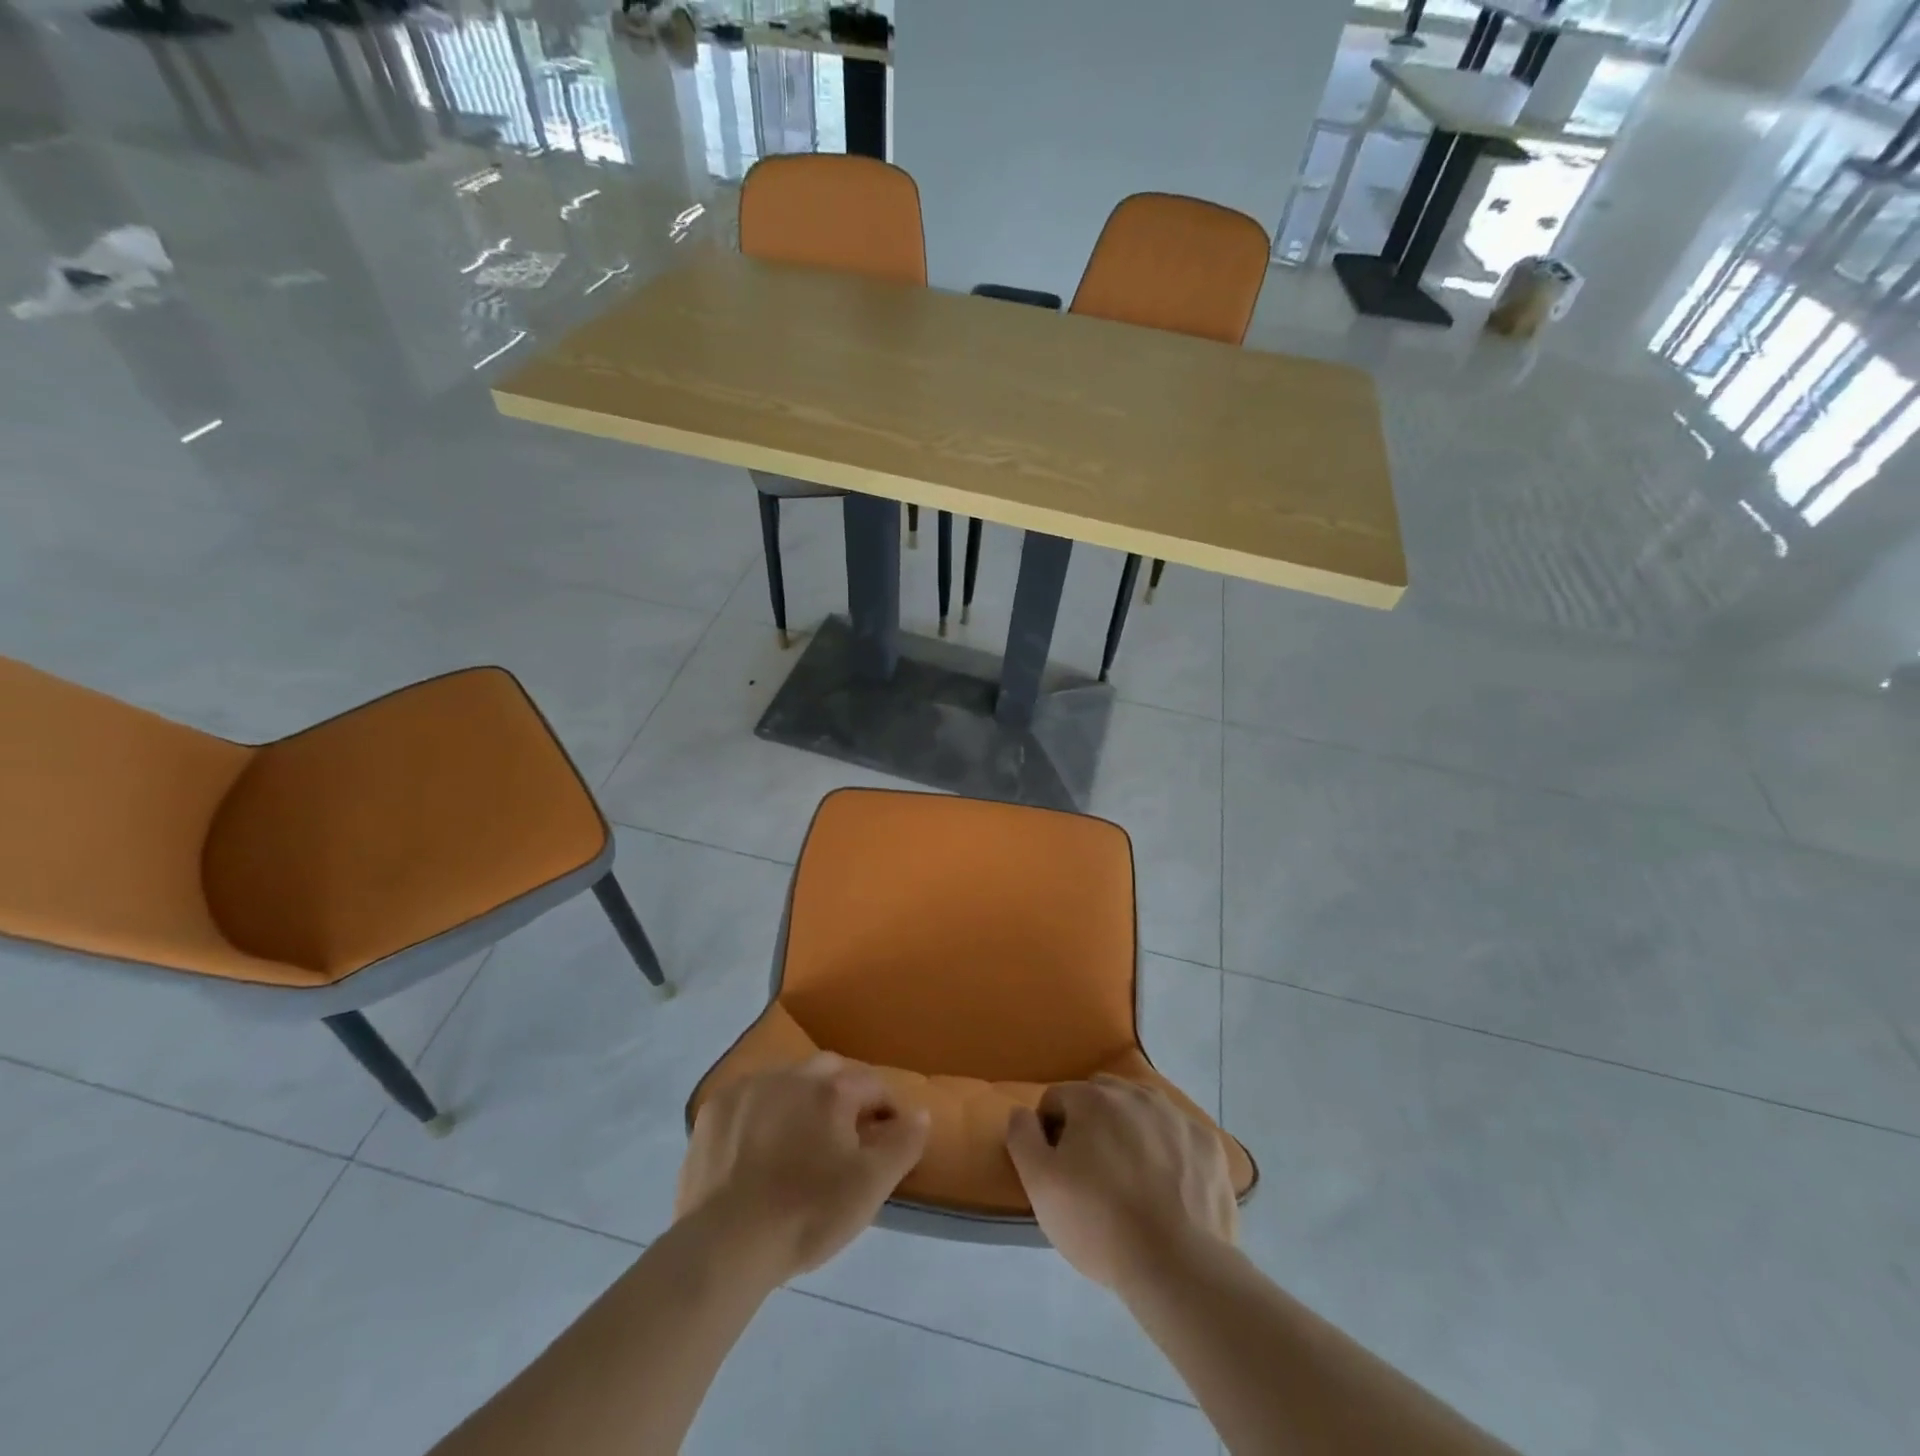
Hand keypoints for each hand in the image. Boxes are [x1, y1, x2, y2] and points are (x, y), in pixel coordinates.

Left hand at [677, 1053, 929, 1282]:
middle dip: (843, 1094)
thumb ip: (902, 1144)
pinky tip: (757, 1145)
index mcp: (833, 1090)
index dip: (886, 1109)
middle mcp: (793, 1075)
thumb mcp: (870, 1187)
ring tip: (799, 1140)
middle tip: (843, 1136)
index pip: (873, 1085)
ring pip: (788, 1080)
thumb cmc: (806, 1214)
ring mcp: (750, 1088)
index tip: (886, 1139)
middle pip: (830, 1072)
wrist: (724, 1245)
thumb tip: (920, 1112)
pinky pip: (750, 1098)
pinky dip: (761, 1112)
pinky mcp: (715, 1109)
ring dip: (800, 1098)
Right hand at [1005, 1075, 1236, 1290]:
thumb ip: (1022, 1137)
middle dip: (1091, 1123)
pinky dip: (1168, 1151)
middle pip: (1101, 1097)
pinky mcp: (1208, 1144)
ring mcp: (1177, 1116)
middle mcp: (1136, 1093)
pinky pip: (1177, 1136)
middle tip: (1092, 1172)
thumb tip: (1021, 1111)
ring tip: (1131, 1180)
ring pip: (1142, 1111)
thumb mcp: (1040, 1184)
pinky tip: (1168, 1188)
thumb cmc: (1099, 1222)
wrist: (1178, 1266)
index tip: (1058, 1170)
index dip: (1050, 1133)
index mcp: (1093, 1098)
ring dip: (1130, 1131)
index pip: (1057, 1100)